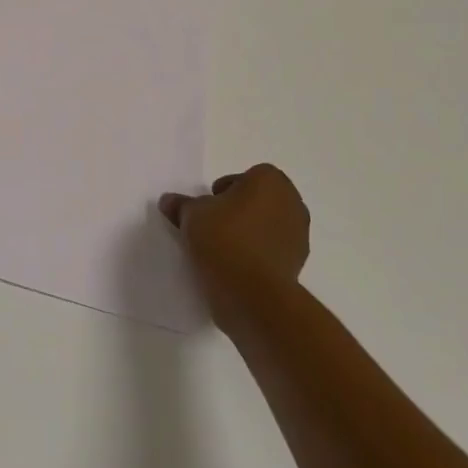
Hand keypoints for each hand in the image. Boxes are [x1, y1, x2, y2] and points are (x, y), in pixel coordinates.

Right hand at [158, 163, 310, 288]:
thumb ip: (181, 204)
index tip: (209, 205)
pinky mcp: (298, 262)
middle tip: (214, 223)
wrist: (251, 291)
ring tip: (223, 247)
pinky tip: (236, 265)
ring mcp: (299, 234)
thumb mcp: (190, 215)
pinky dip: (258, 252)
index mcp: (270, 182)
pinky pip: (273, 248)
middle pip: (260, 199)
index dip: (226, 188)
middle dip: (240, 208)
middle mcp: (291, 202)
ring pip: (268, 224)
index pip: (246, 176)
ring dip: (250, 231)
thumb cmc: (223, 238)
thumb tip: (169, 201)